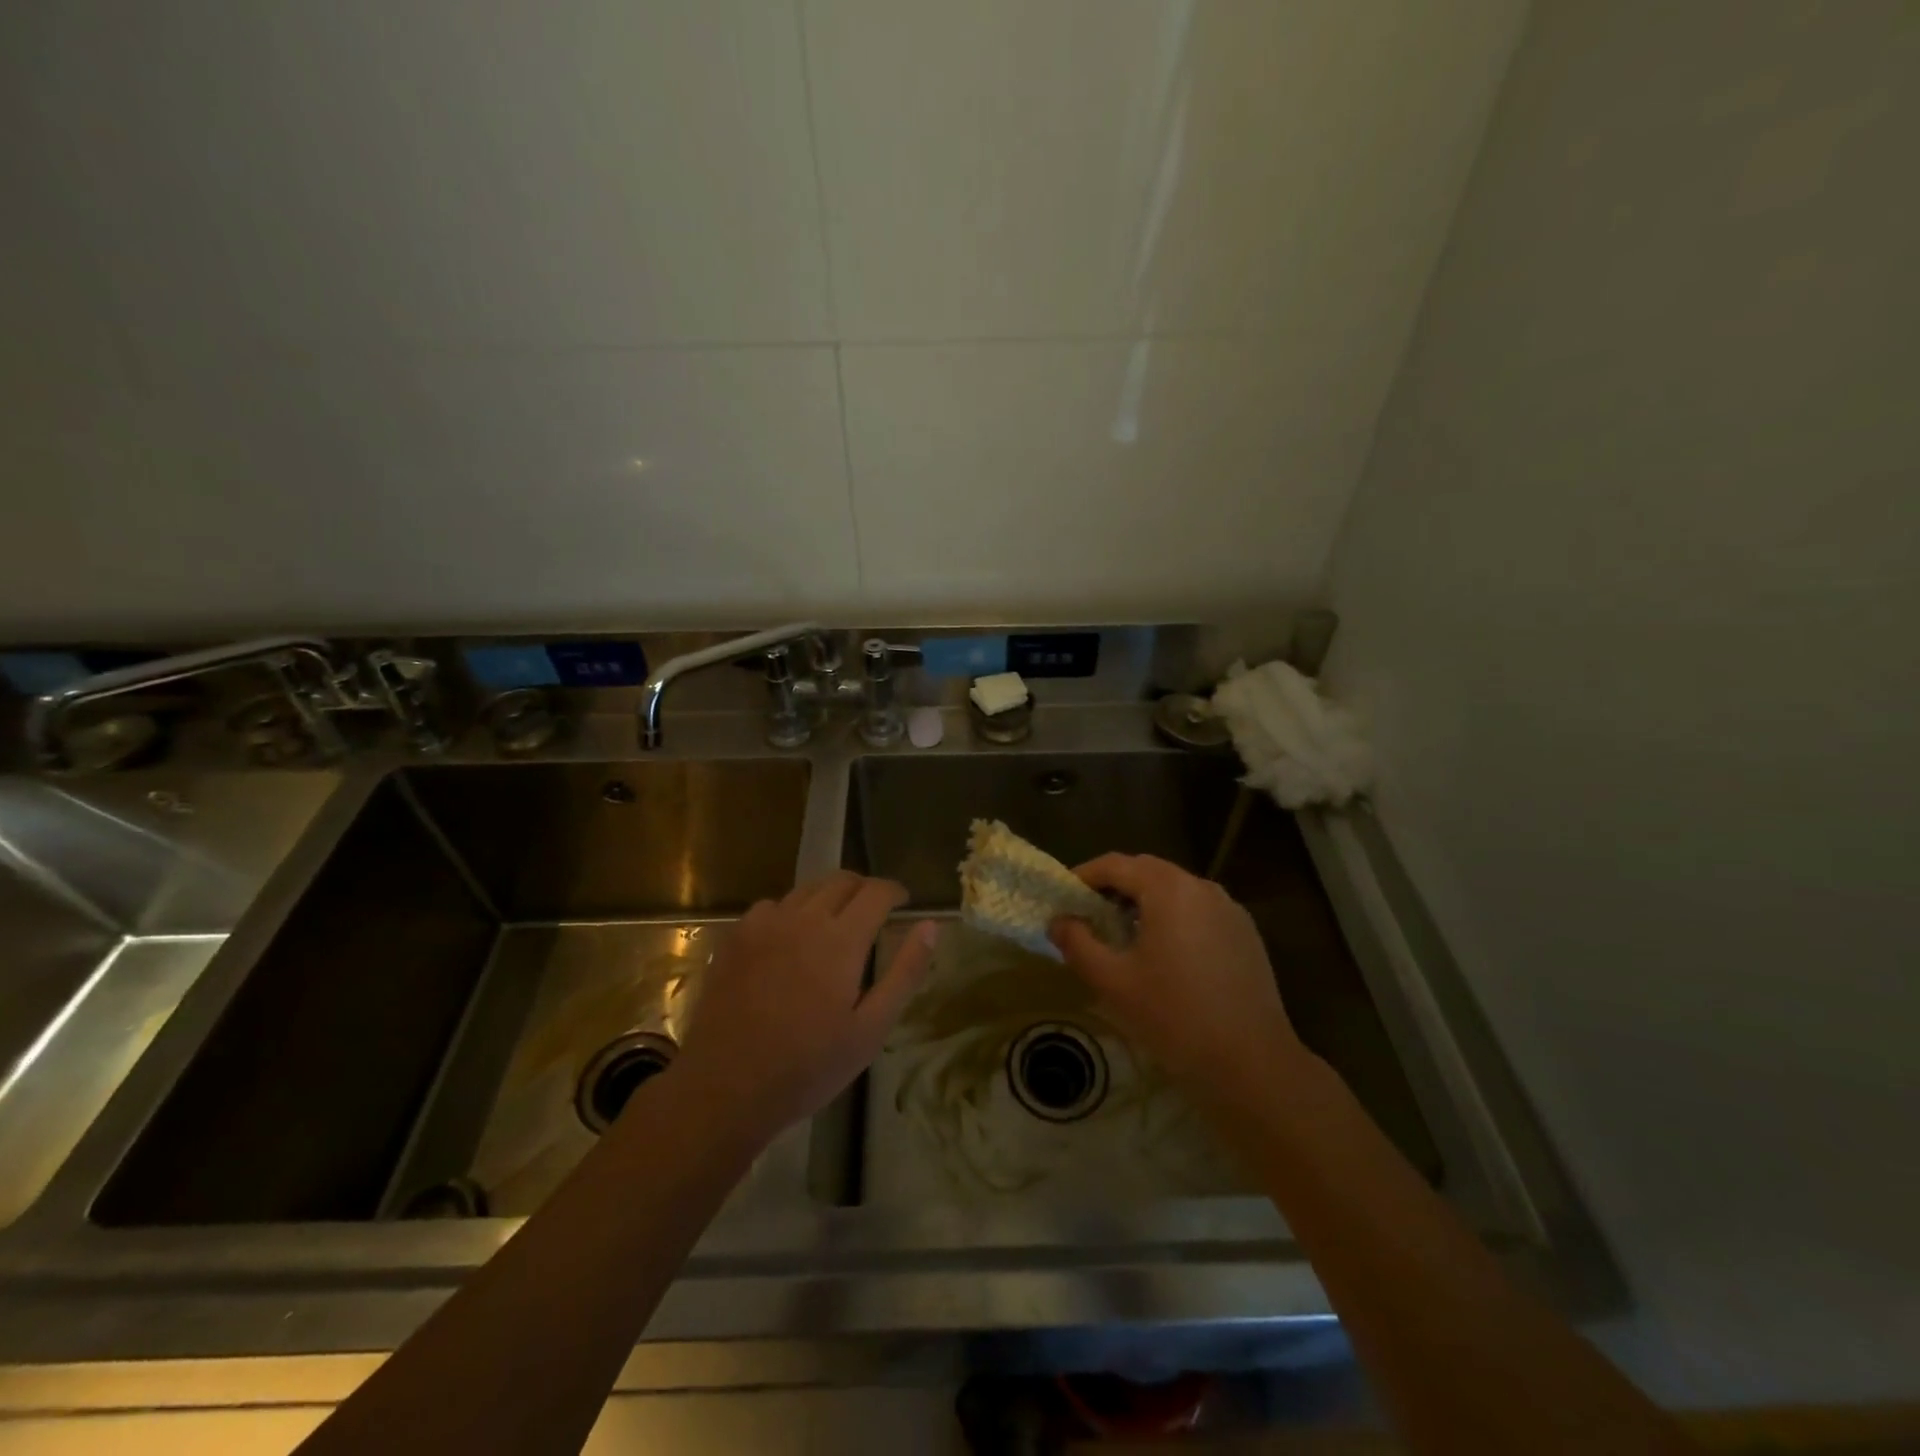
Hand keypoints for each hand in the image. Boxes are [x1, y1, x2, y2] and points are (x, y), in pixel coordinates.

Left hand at [671, 871, 936, 1143]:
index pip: (876, 891)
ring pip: (807, 889)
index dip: (895, 891)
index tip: (904, 902)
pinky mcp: (736, 937)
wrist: (724, 1089)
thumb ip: (904, 972)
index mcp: (840, 939)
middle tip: (876, 911)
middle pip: (842, 880)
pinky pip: (772, 906)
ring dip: (830, 896)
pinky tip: (790, 940)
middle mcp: (803, 918)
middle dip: (865, 888)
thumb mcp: (871, 1029)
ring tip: (836, 923)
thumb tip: (930, 926)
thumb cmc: (808, 1066)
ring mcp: (764, 924)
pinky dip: (792, 911)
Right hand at [1049, 854, 1308, 1103]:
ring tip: (1123, 935)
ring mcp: (1229, 909)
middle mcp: (1201, 887)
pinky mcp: (1246, 933)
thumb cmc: (1174, 1016)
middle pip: (1147, 871)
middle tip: (1089, 915)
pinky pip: (1199, 911)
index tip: (1063, 898)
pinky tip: (1165, 954)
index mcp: (1168, 889)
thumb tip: (1058, 921)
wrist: (1252, 1064)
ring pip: (1175, 890)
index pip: (1116, 864)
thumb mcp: (1112, 982)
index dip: (1084, 876)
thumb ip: (1078, 943)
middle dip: (1114, 887)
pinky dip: (1174, 918)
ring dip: (1145, 902)